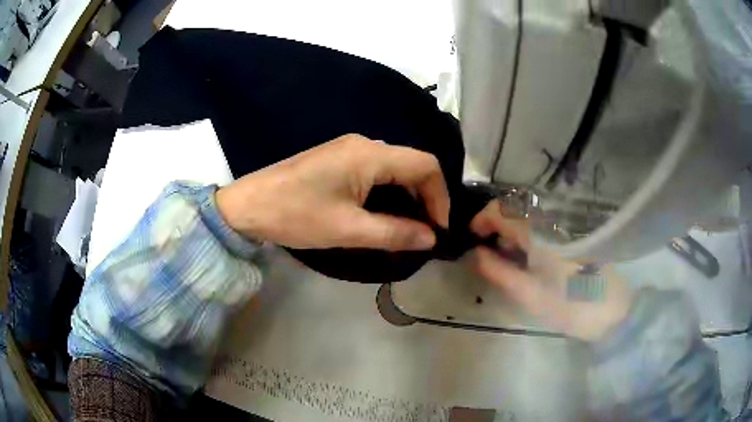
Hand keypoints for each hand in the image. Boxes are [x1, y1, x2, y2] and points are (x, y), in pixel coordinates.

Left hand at [216, 134, 449, 250]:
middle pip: (412, 165)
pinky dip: (390, 192)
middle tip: (426, 232)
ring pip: (395, 169)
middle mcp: (364, 144)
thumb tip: (431, 238)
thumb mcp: (348, 229)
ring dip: (408, 196)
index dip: (440, 196)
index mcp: (370, 154)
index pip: (426, 165)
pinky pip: (377, 171)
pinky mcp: (338, 159)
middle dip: (426, 197)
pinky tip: (386, 214)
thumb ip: (394, 232)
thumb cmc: (296, 215)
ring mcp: (349, 149)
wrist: (248, 206)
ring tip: (409, 227)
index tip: (438, 229)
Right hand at [470, 201, 633, 341]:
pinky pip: (543, 223)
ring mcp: (564, 224)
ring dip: (511, 230)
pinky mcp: (573, 232)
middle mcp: (552, 220)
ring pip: (528, 215)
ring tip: (506, 257)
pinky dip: (528, 234)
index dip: (481, 219)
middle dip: (495, 225)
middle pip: (514, 208)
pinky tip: (528, 256)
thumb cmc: (571, 306)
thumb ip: (500, 272)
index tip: (471, 238)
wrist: (613, 309)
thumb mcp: (530, 296)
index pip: (501, 210)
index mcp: (540, 232)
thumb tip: (474, 254)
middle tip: (487, 252)